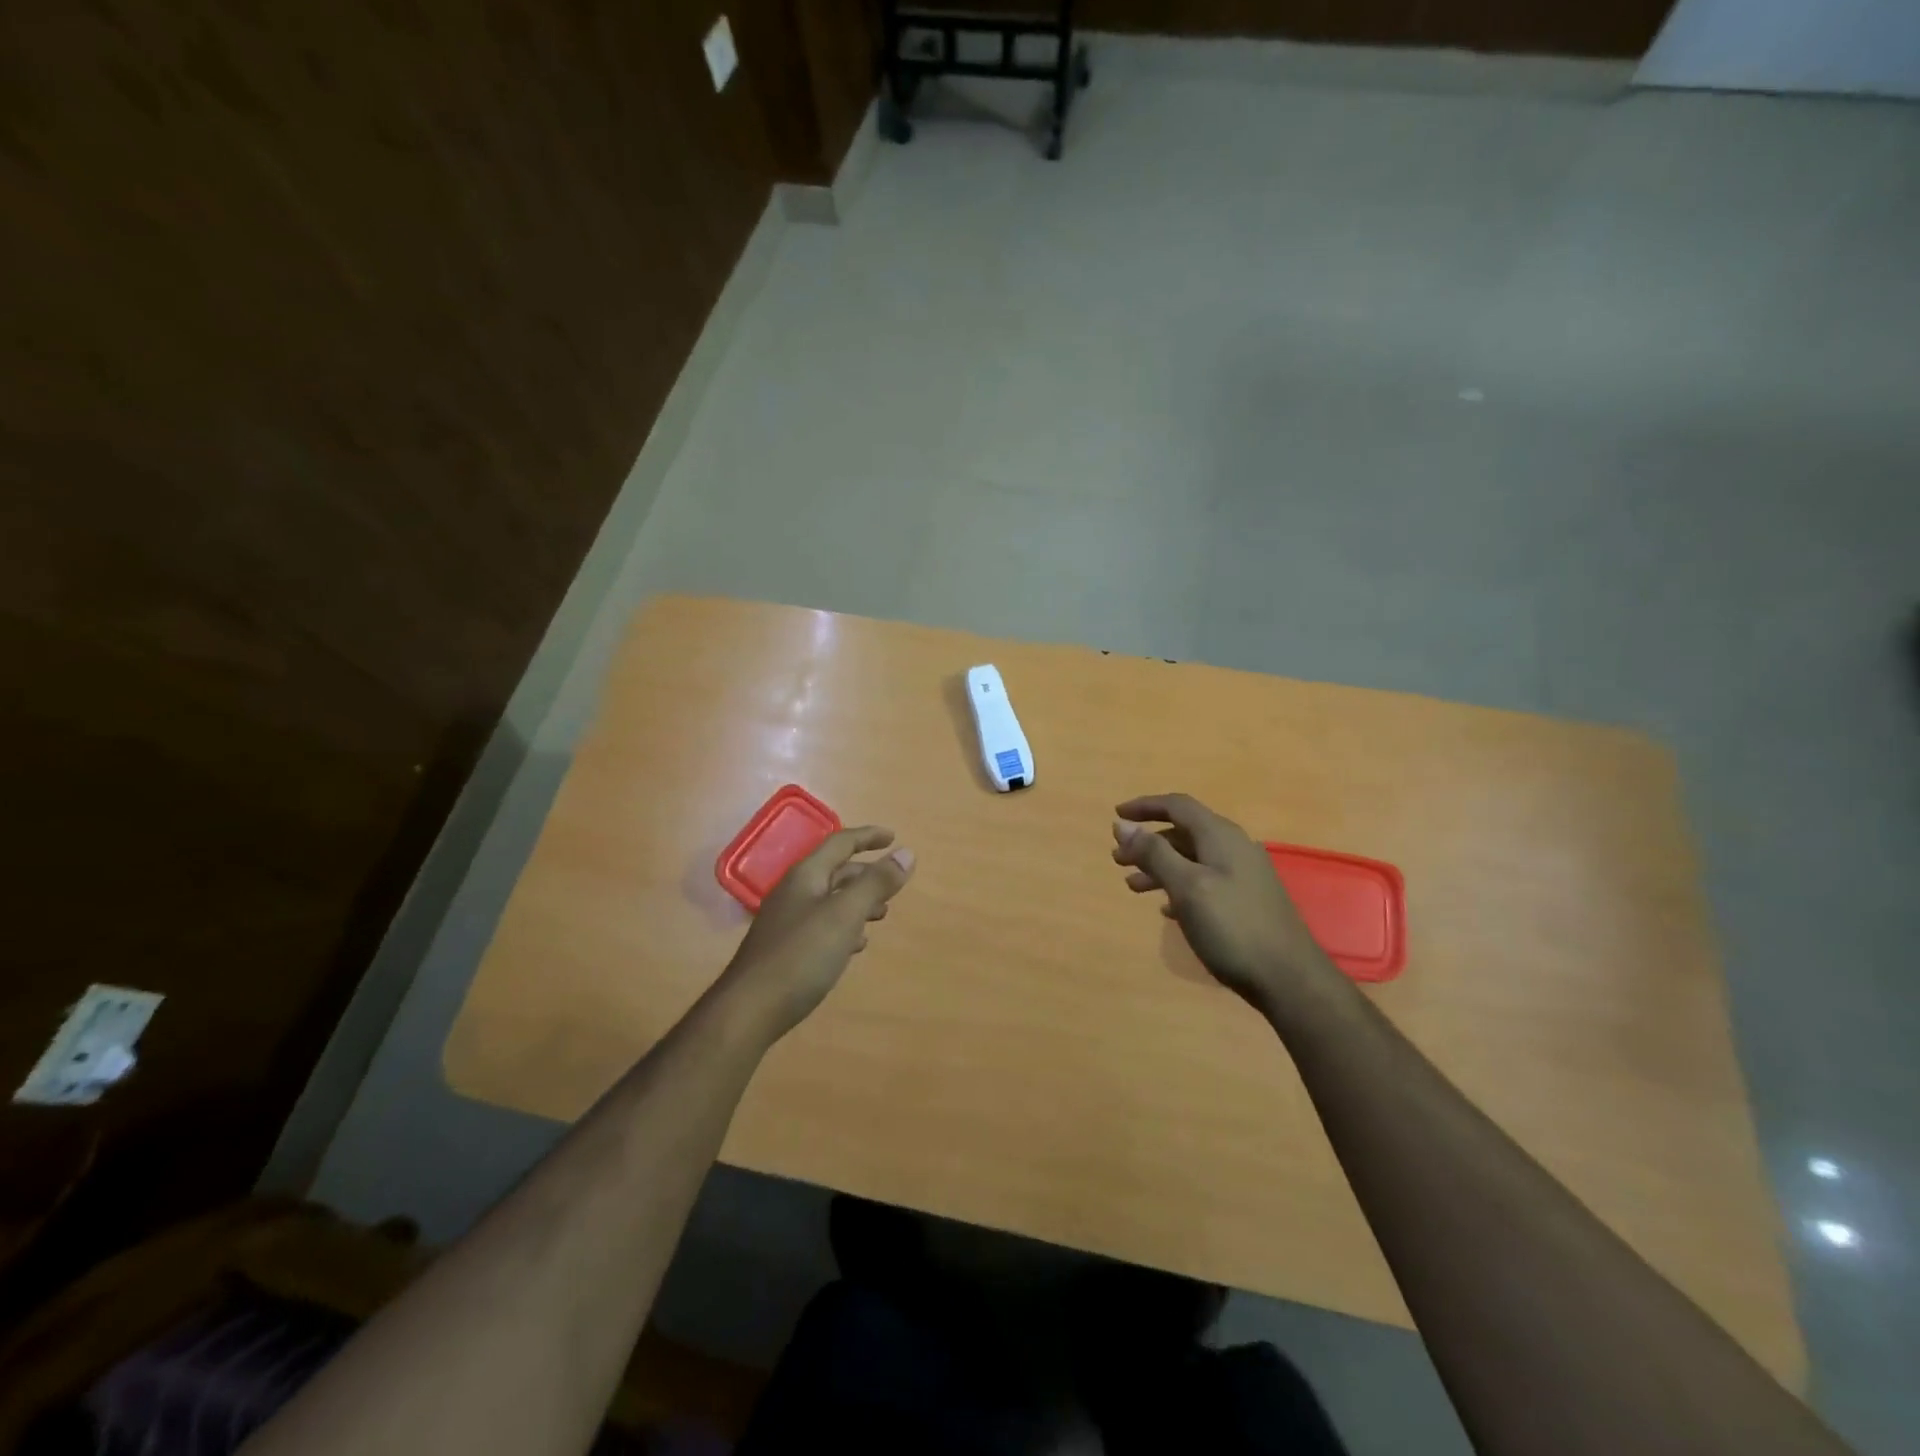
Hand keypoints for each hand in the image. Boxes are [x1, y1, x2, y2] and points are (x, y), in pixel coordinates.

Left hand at [716, 826, 915, 1042]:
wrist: (749, 1010)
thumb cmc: (801, 955)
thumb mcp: (845, 915)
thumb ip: (876, 884)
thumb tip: (906, 853)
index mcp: (806, 876)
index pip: (840, 843)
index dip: (868, 837)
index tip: (894, 837)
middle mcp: (794, 892)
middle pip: (835, 871)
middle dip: (866, 874)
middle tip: (893, 884)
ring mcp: (787, 922)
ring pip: (830, 900)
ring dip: (858, 902)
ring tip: (882, 915)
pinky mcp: (786, 949)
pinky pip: (822, 926)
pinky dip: (845, 927)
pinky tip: (855, 946)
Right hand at [1112, 793, 1337, 1012]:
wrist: (1289, 979)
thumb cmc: (1232, 927)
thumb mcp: (1187, 887)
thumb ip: (1154, 854)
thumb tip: (1123, 825)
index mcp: (1220, 836)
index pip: (1178, 805)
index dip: (1145, 807)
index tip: (1116, 816)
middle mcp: (1234, 848)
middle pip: (1183, 832)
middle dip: (1148, 841)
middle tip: (1117, 859)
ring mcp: (1243, 875)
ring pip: (1192, 859)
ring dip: (1160, 866)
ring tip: (1133, 886)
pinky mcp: (1247, 901)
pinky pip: (1204, 881)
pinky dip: (1179, 886)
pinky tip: (1166, 909)